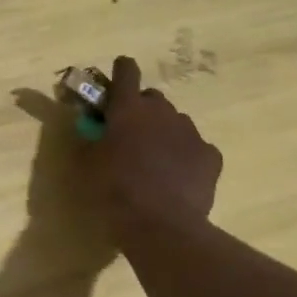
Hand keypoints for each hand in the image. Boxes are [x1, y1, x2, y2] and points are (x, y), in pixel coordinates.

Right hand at [81, 55, 223, 243]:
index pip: (126, 72)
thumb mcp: (86, 165)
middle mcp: (161, 112)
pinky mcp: (210, 156)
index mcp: (127, 108)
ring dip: (165, 132)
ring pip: (176, 122)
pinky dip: (188, 156)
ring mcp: (190, 132)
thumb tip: (93, 131)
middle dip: (142, 109)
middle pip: (153, 97)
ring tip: (156, 160)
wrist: (161, 225)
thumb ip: (90, 140)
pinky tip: (180, 177)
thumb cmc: (114, 190)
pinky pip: (197, 148)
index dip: (122, 70)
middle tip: (131, 134)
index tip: (119, 75)